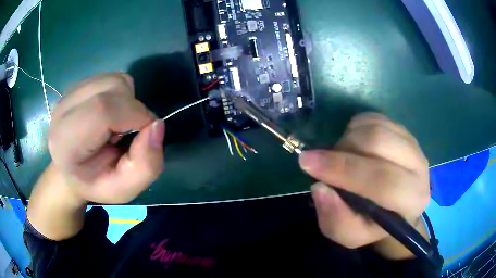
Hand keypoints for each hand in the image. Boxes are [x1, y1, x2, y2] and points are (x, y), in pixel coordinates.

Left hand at [48, 73, 164, 203]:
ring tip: (116, 125)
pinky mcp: (78, 84)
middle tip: (126, 135)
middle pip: (113, 87)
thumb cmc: (96, 183)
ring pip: (115, 80)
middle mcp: (64, 108)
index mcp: (67, 140)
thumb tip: (157, 125)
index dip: (135, 116)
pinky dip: (121, 95)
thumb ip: (146, 165)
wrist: (71, 171)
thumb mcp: (125, 189)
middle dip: (133, 109)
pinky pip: (112, 79)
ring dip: (128, 101)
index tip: (145, 136)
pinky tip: (110, 114)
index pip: (103, 109)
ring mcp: (70, 92)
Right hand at [299, 113, 429, 256]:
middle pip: (379, 143)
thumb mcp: (349, 234)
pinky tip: (353, 146)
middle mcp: (419, 168)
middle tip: (322, 162)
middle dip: (341, 151)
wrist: (395, 206)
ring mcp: (413, 143)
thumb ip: (335, 219)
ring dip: (347, 139)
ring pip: (375, 126)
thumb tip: (320, 187)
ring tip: (341, 158)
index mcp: (411, 201)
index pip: (382, 180)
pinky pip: (374, 118)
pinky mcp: (403, 130)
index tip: (307, 163)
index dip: (343, 169)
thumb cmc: (372, 224)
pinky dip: (354, 128)